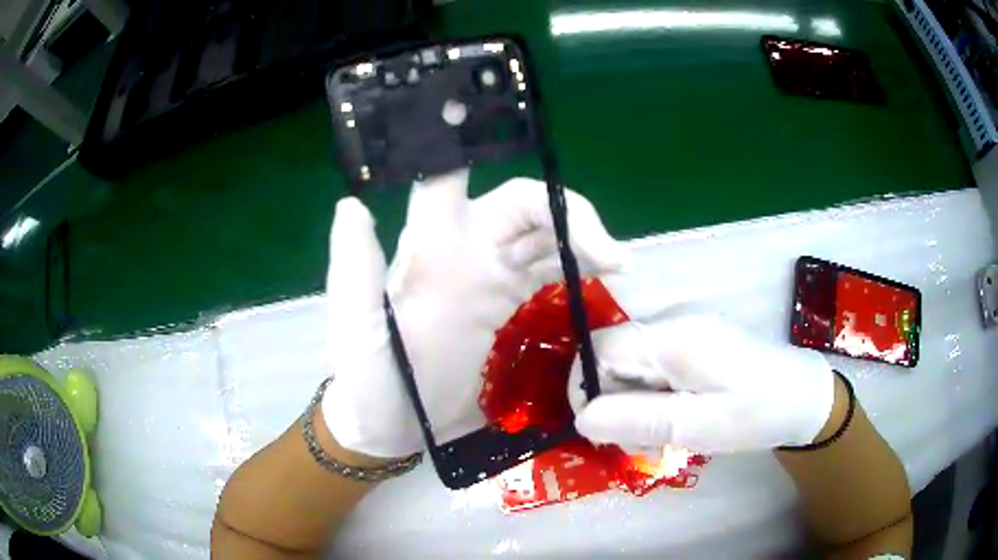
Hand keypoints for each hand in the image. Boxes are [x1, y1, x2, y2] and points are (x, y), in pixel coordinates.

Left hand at [322, 170, 629, 458]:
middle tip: (608, 251)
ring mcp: (492, 283)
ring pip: (546, 237)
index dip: (476, 145)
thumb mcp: (357, 329)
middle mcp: (466, 253)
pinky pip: (552, 276)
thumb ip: (355, 270)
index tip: (520, 128)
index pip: (453, 178)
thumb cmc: (367, 379)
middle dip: (568, 214)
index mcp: (429, 247)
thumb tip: (352, 204)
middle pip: (524, 205)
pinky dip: (579, 271)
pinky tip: (604, 281)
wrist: (389, 428)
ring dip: (584, 241)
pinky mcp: (511, 312)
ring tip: (617, 265)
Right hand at [570, 315, 835, 453]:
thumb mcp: (699, 426)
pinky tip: (674, 425)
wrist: (803, 397)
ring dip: (634, 408)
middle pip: (613, 359)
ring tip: (662, 443)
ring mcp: (683, 333)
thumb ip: (639, 419)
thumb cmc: (757, 413)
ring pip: (631, 369)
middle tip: (643, 446)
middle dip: (616, 405)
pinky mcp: (692, 345)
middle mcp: (672, 325)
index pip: (599, 349)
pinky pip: (653, 371)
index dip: (588, 388)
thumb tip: (581, 417)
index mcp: (673, 338)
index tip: (605, 430)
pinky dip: (653, 401)